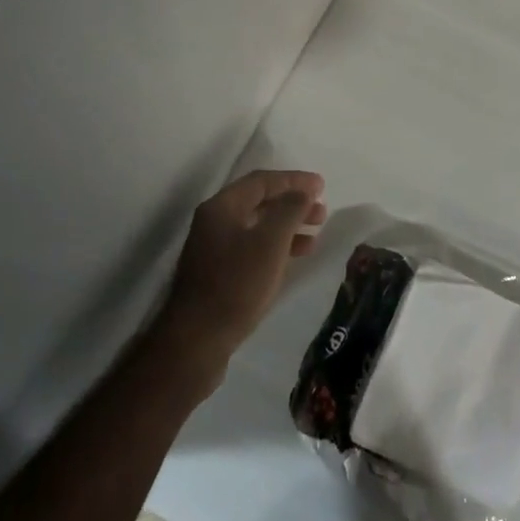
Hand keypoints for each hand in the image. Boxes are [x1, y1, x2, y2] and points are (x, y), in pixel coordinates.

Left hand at [156, 170, 326, 370]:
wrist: (197, 340)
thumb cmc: (236, 285)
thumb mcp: (269, 243)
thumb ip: (289, 210)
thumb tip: (303, 191)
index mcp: (221, 207)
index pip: (261, 181)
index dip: (293, 180)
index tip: (322, 185)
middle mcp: (214, 222)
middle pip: (258, 202)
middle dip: (292, 203)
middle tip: (321, 211)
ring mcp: (214, 249)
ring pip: (257, 227)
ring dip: (287, 226)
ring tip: (315, 235)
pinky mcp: (218, 273)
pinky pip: (252, 248)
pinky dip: (276, 247)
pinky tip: (295, 258)